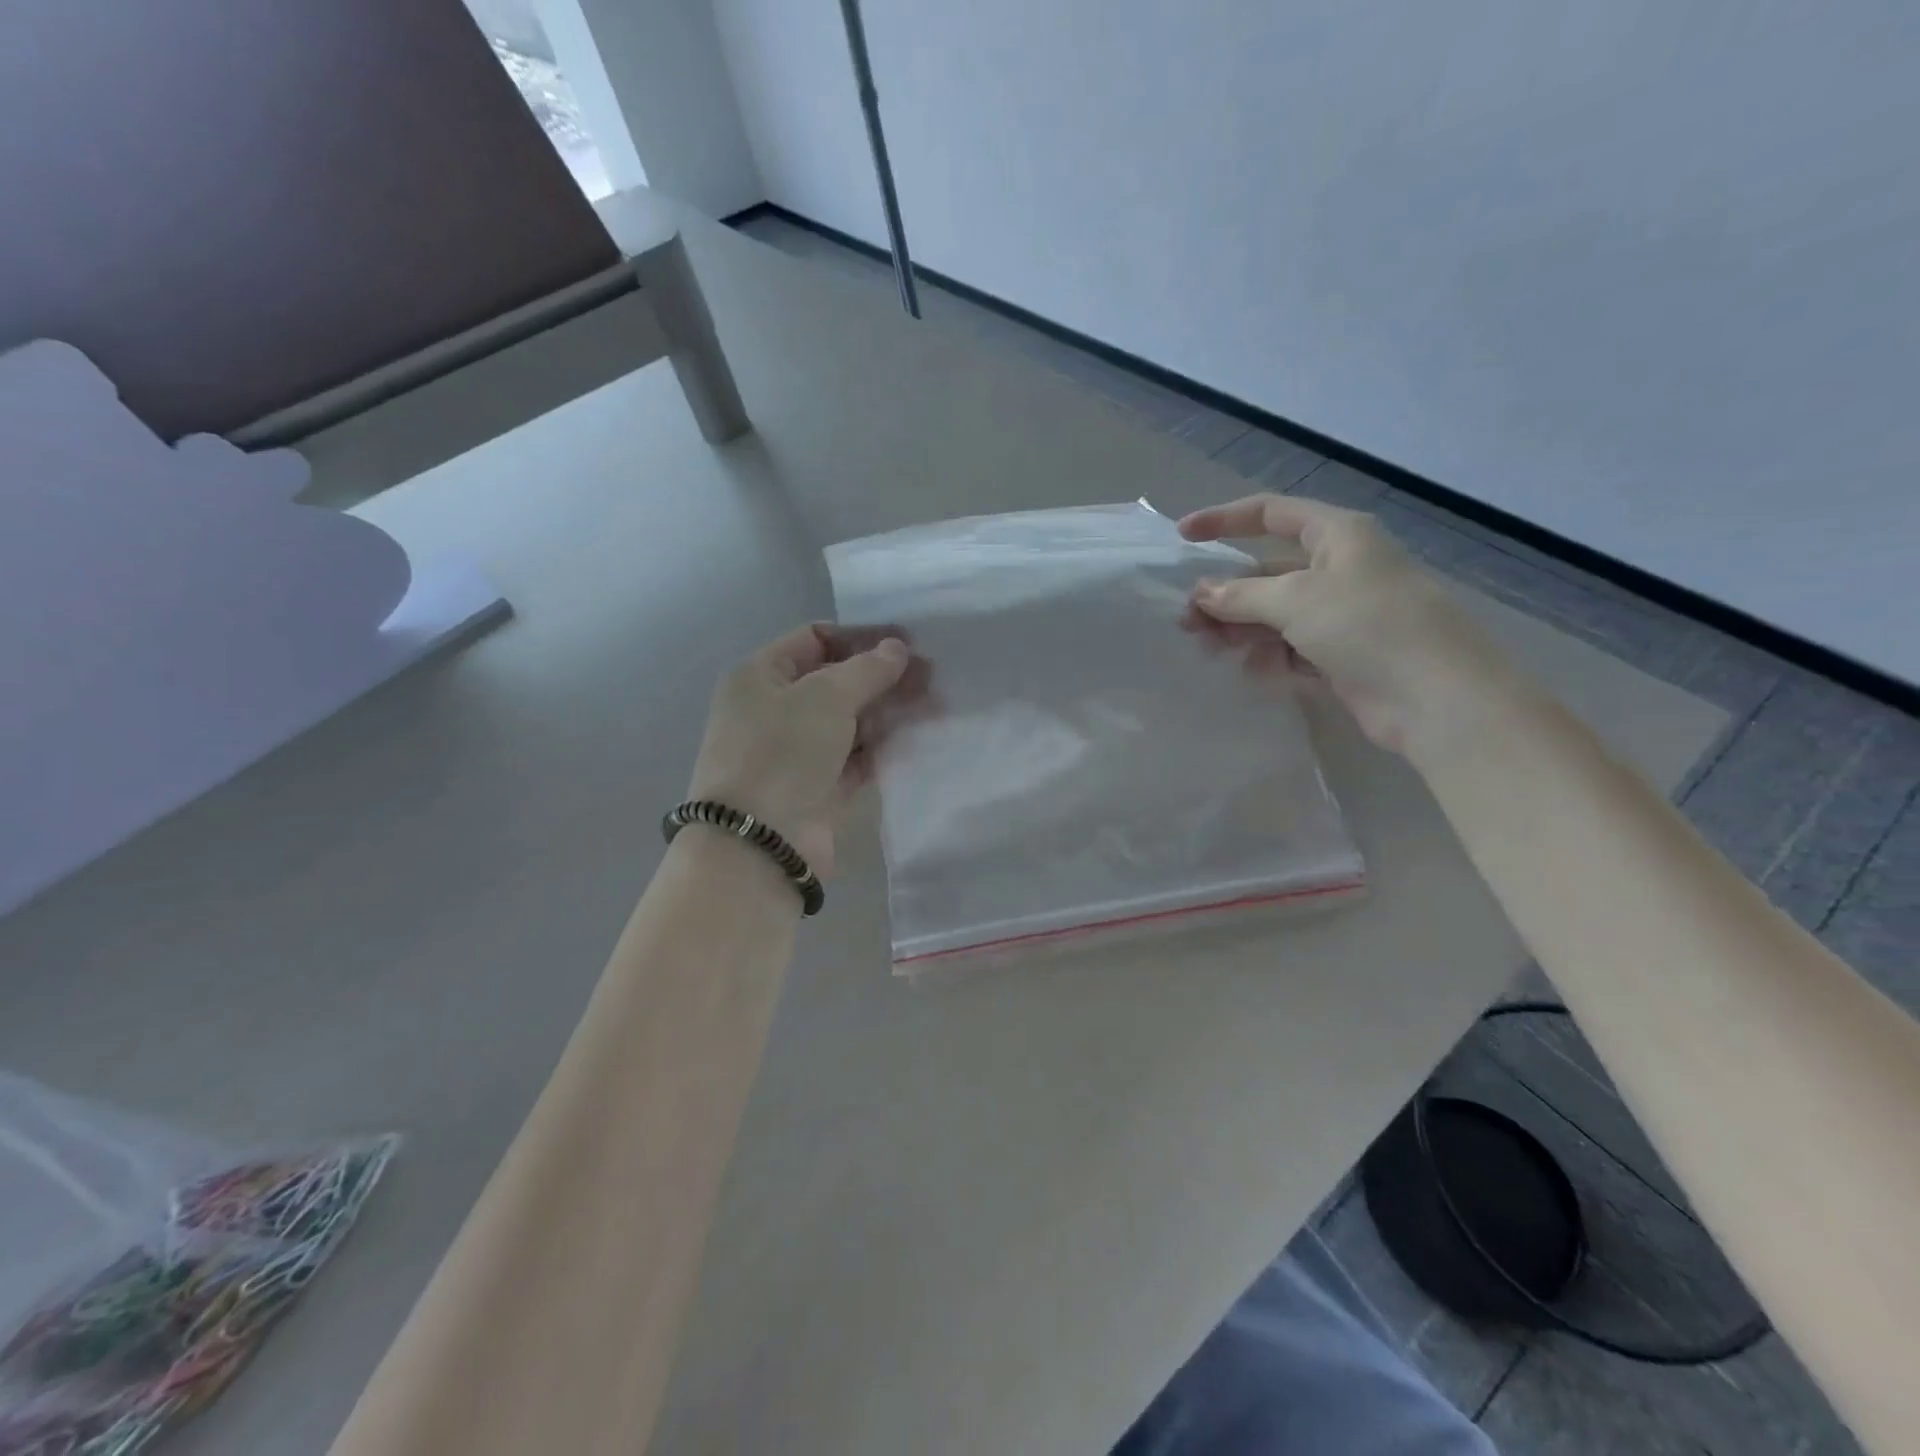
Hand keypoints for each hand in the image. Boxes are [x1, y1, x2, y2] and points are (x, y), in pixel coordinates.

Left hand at [686, 624, 921, 878]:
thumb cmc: (783, 751)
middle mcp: (775, 710)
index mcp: (761, 676)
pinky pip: (857, 758)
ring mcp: (797, 752)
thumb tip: (897, 649)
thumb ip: (867, 669)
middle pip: (837, 681)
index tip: (907, 642)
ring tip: (936, 705)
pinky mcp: (819, 788)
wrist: (760, 843)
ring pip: (850, 721)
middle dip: (883, 676)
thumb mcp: (825, 696)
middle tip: (932, 676)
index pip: (814, 639)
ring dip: (890, 711)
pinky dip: (884, 747)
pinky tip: (918, 737)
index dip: (861, 637)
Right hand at [1180, 494, 1517, 756]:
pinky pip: (1291, 646)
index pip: (1271, 513)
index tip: (1183, 536)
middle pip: (1267, 571)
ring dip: (1240, 627)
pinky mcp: (1342, 654)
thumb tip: (1200, 593)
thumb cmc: (1367, 625)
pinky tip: (1252, 670)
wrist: (1436, 696)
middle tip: (1187, 621)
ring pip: (1275, 612)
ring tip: (1208, 648)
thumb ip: (1241, 595)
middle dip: (1225, 593)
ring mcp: (1342, 613)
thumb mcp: (1295, 600)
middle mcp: (1341, 568)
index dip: (1225, 520)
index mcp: (1338, 535)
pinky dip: (1268, 654)